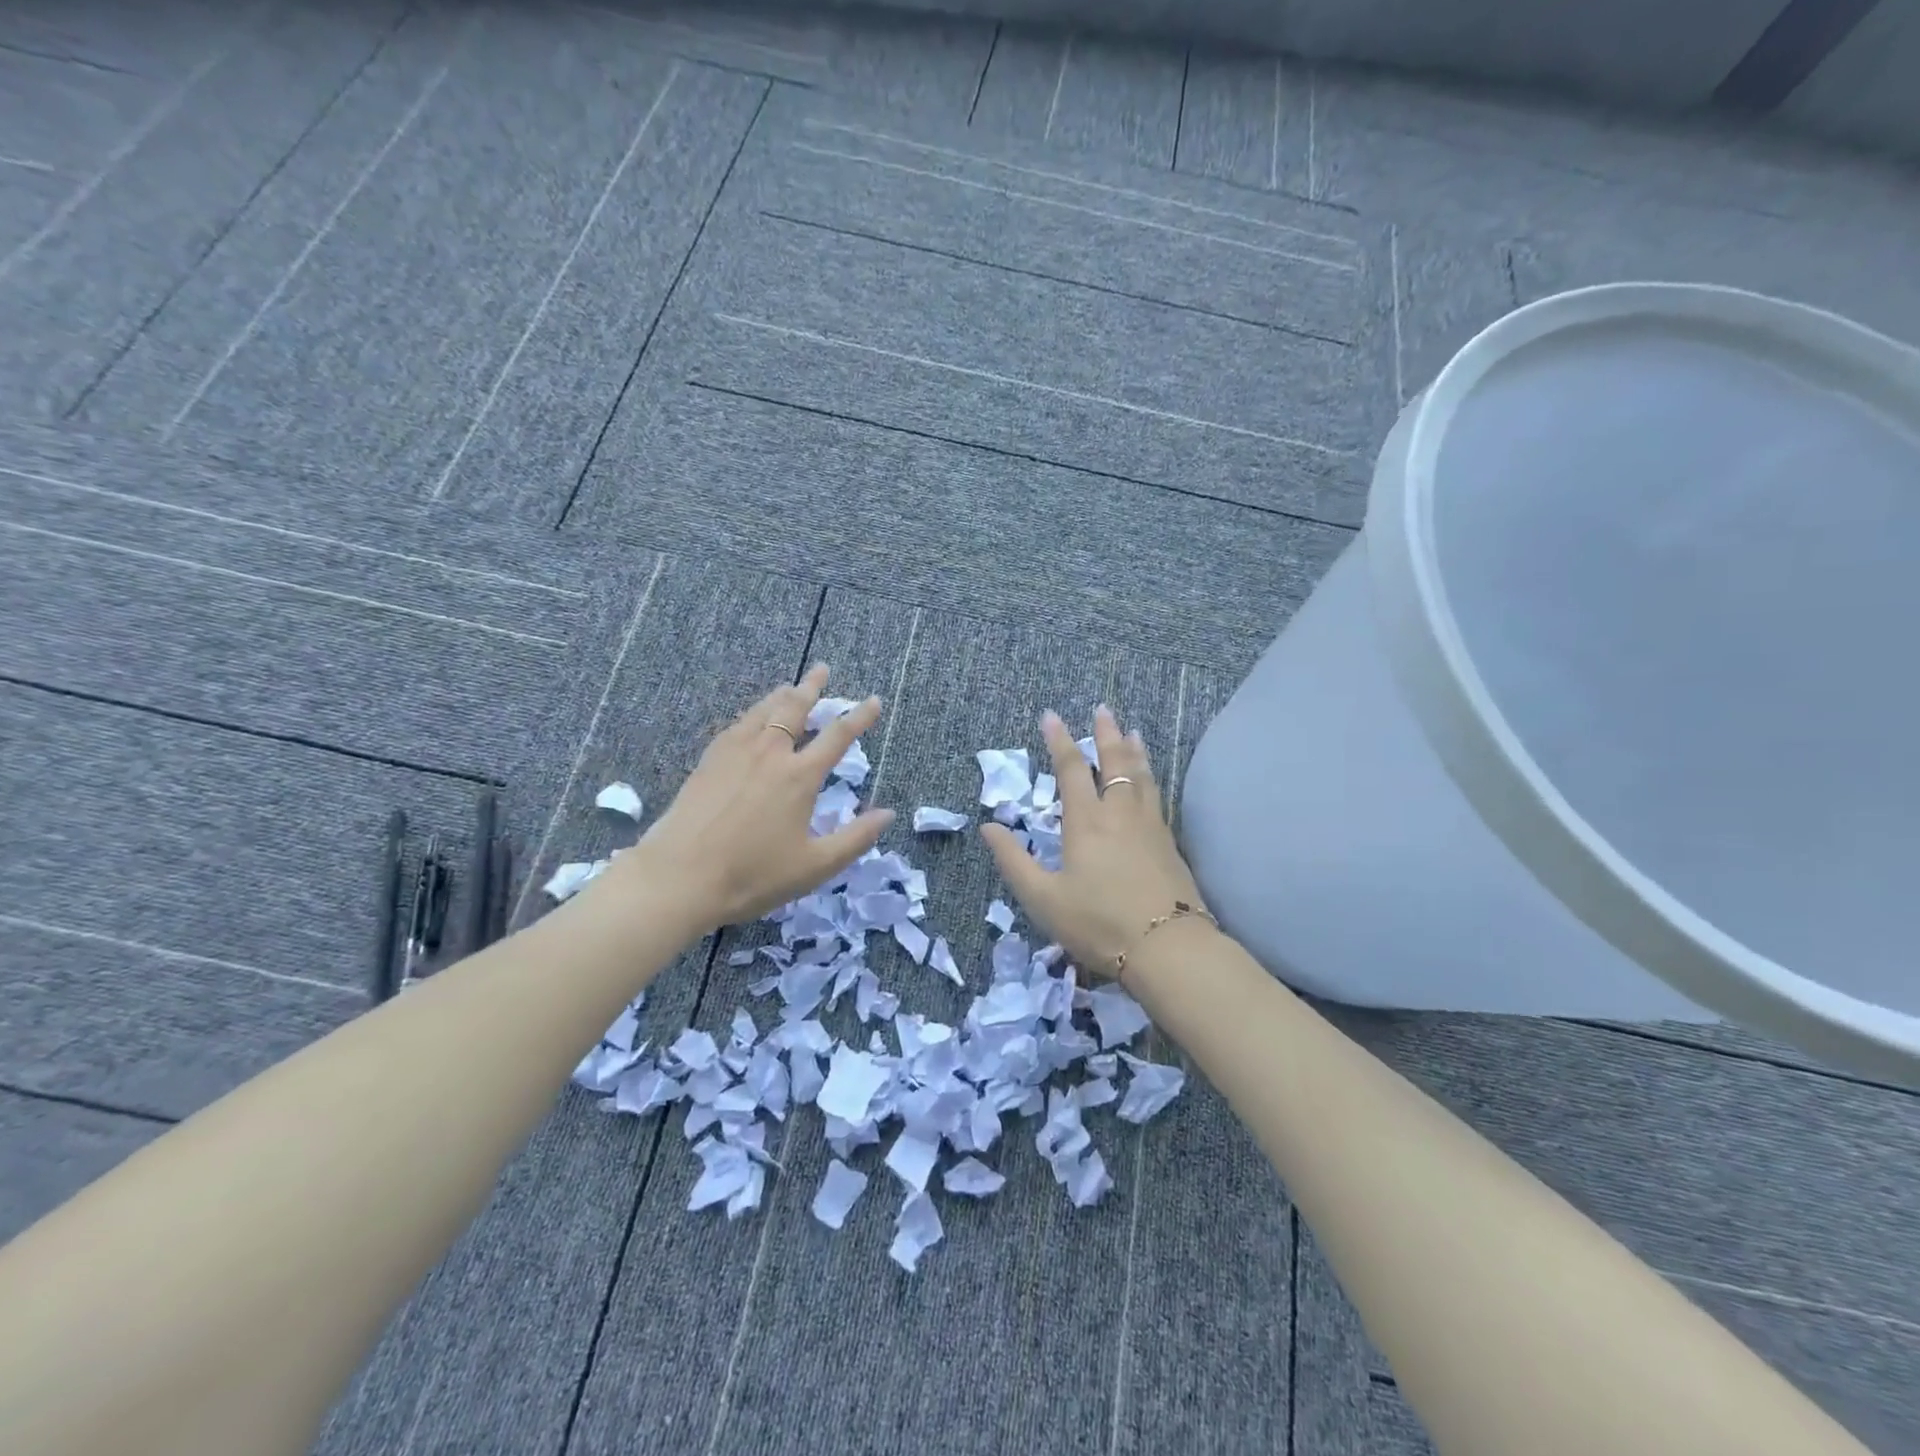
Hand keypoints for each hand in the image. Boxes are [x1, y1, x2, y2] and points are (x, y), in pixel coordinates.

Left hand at [607, 665, 893, 932]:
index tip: (872, 700)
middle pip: (795, 708)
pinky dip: (754, 712)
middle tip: (822, 669)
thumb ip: (855, 838)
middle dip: (812, 687)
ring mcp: (735, 752)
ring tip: (790, 686)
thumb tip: (887, 814)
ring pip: (763, 711)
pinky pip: (738, 724)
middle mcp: (769, 753)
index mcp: (800, 776)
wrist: (680, 877)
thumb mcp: (815, 865)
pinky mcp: (709, 760)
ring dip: (781, 695)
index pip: (837, 736)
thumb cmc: (753, 875)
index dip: (859, 716)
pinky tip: (751, 719)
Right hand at [981, 705, 1203, 980]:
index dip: (1059, 741)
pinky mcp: (1169, 843)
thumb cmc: (1098, 923)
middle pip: (1113, 763)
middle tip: (1102, 710)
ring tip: (1132, 732)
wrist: (1167, 947)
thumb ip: (1013, 861)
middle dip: (1105, 734)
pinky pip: (1156, 795)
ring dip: (1133, 751)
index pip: (1071, 770)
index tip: (1051, 715)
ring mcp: (1149, 826)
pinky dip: (1149, 776)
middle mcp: (1119, 814)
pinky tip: (1150, 780)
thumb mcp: (1043, 898)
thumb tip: (988, 827)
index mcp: (1086, 823)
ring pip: (1141, 776)